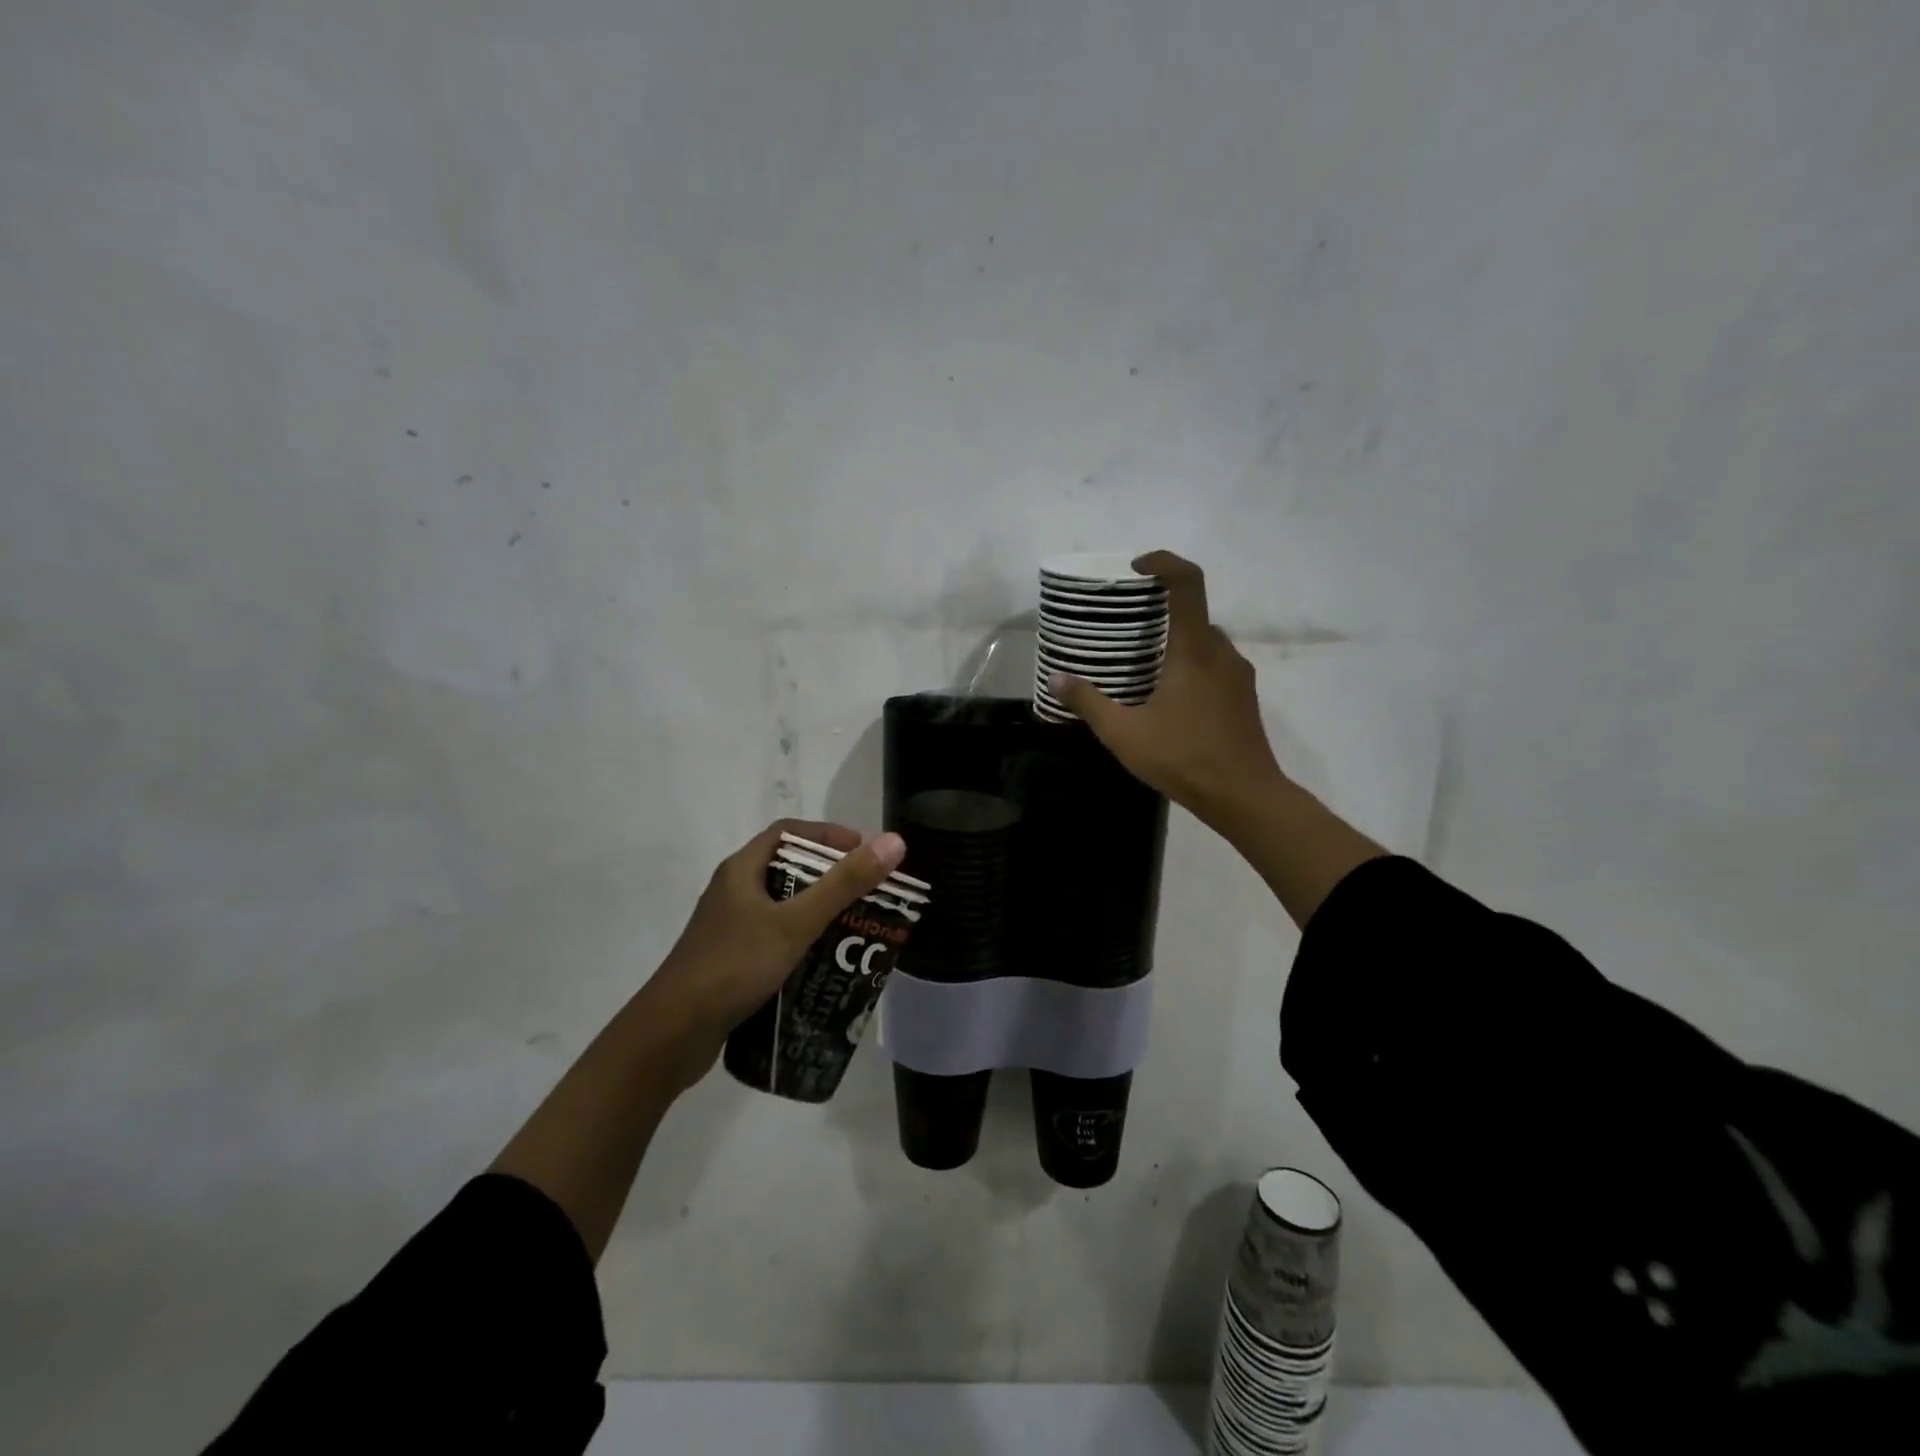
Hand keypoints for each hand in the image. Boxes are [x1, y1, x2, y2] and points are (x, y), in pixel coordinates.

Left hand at [640, 819, 906, 1082]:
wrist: (671, 1034)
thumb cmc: (733, 967)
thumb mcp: (795, 923)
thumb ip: (844, 885)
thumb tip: (894, 842)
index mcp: (741, 870)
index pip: (788, 832)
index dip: (828, 835)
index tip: (864, 851)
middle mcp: (733, 892)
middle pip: (788, 869)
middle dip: (830, 878)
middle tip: (868, 893)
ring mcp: (728, 928)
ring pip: (782, 908)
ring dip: (818, 913)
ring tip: (855, 929)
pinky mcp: (729, 961)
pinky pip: (774, 939)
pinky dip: (801, 943)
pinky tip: (823, 964)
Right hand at [1050, 551, 1286, 830]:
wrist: (1245, 796)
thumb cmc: (1183, 758)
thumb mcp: (1124, 734)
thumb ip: (1089, 702)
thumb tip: (1055, 679)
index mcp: (1195, 650)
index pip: (1188, 583)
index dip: (1163, 563)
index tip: (1136, 569)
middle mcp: (1222, 651)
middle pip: (1193, 613)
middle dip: (1161, 613)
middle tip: (1127, 632)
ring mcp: (1238, 674)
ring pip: (1205, 641)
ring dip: (1176, 643)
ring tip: (1144, 668)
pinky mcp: (1245, 696)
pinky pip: (1215, 664)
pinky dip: (1192, 664)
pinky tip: (1170, 698)